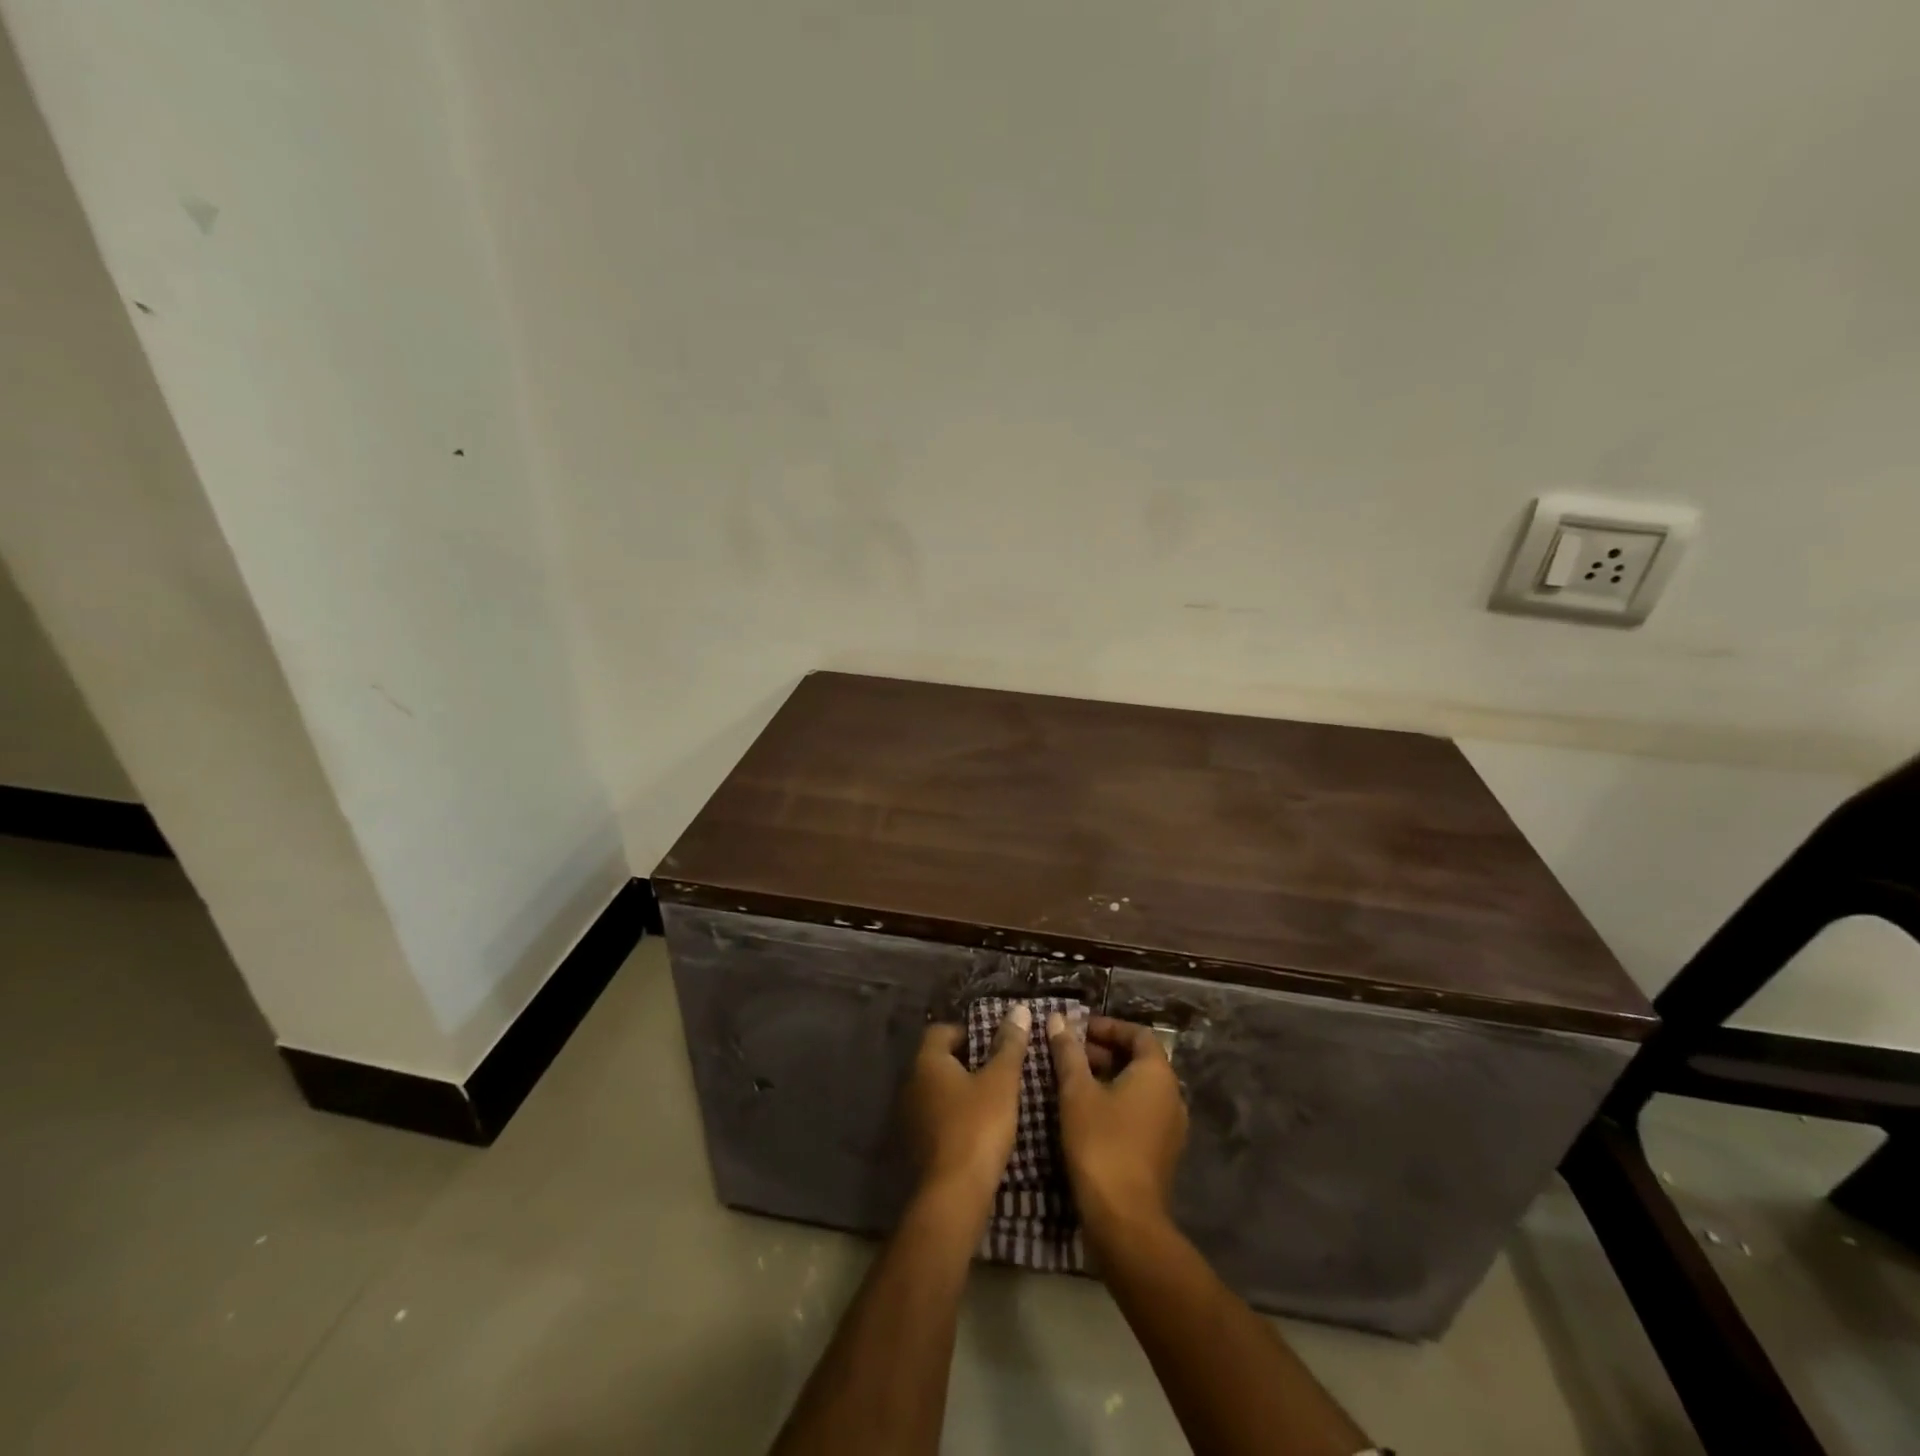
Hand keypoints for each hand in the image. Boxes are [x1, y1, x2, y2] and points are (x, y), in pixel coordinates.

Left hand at [903, 1006, 1031, 1210]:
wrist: (953, 1194)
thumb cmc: (977, 1127)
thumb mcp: (1001, 1082)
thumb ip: (1009, 1045)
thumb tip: (1018, 1009)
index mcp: (927, 1061)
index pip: (941, 1030)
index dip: (967, 1032)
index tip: (993, 1044)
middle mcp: (911, 1083)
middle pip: (938, 1060)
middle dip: (966, 1061)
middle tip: (997, 1069)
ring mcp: (910, 1116)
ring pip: (937, 1090)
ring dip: (960, 1090)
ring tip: (992, 1099)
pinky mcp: (916, 1144)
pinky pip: (936, 1117)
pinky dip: (954, 1116)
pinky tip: (978, 1128)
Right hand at [1047, 1014, 1188, 1241]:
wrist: (1125, 1219)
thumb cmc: (1101, 1143)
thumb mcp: (1077, 1092)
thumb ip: (1068, 1052)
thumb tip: (1057, 1019)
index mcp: (1158, 1074)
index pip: (1138, 1034)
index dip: (1108, 1027)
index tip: (1077, 1030)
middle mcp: (1172, 1095)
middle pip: (1140, 1060)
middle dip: (1104, 1052)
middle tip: (1069, 1054)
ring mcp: (1171, 1127)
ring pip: (1139, 1087)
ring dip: (1108, 1077)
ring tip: (1072, 1081)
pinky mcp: (1162, 1152)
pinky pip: (1141, 1112)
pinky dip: (1116, 1102)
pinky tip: (1086, 1113)